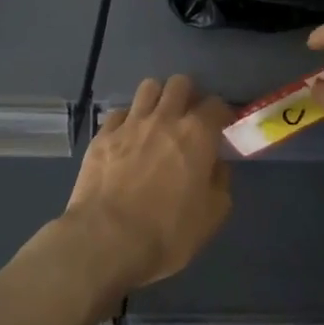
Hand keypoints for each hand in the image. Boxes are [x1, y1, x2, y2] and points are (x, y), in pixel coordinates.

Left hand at [57, 75, 233, 293]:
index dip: (221, 114)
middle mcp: (165, 118)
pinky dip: (128, 120)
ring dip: (158, 98)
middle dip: (188, 95)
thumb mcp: (212, 215)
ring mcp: (130, 124)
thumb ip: (220, 182)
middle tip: (188, 118)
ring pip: (148, 88)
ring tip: (158, 119)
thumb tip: (216, 165)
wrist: (106, 240)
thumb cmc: (167, 232)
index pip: (216, 104)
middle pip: (180, 83)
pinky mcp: (102, 136)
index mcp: (197, 134)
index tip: (221, 127)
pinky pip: (119, 113)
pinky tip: (128, 138)